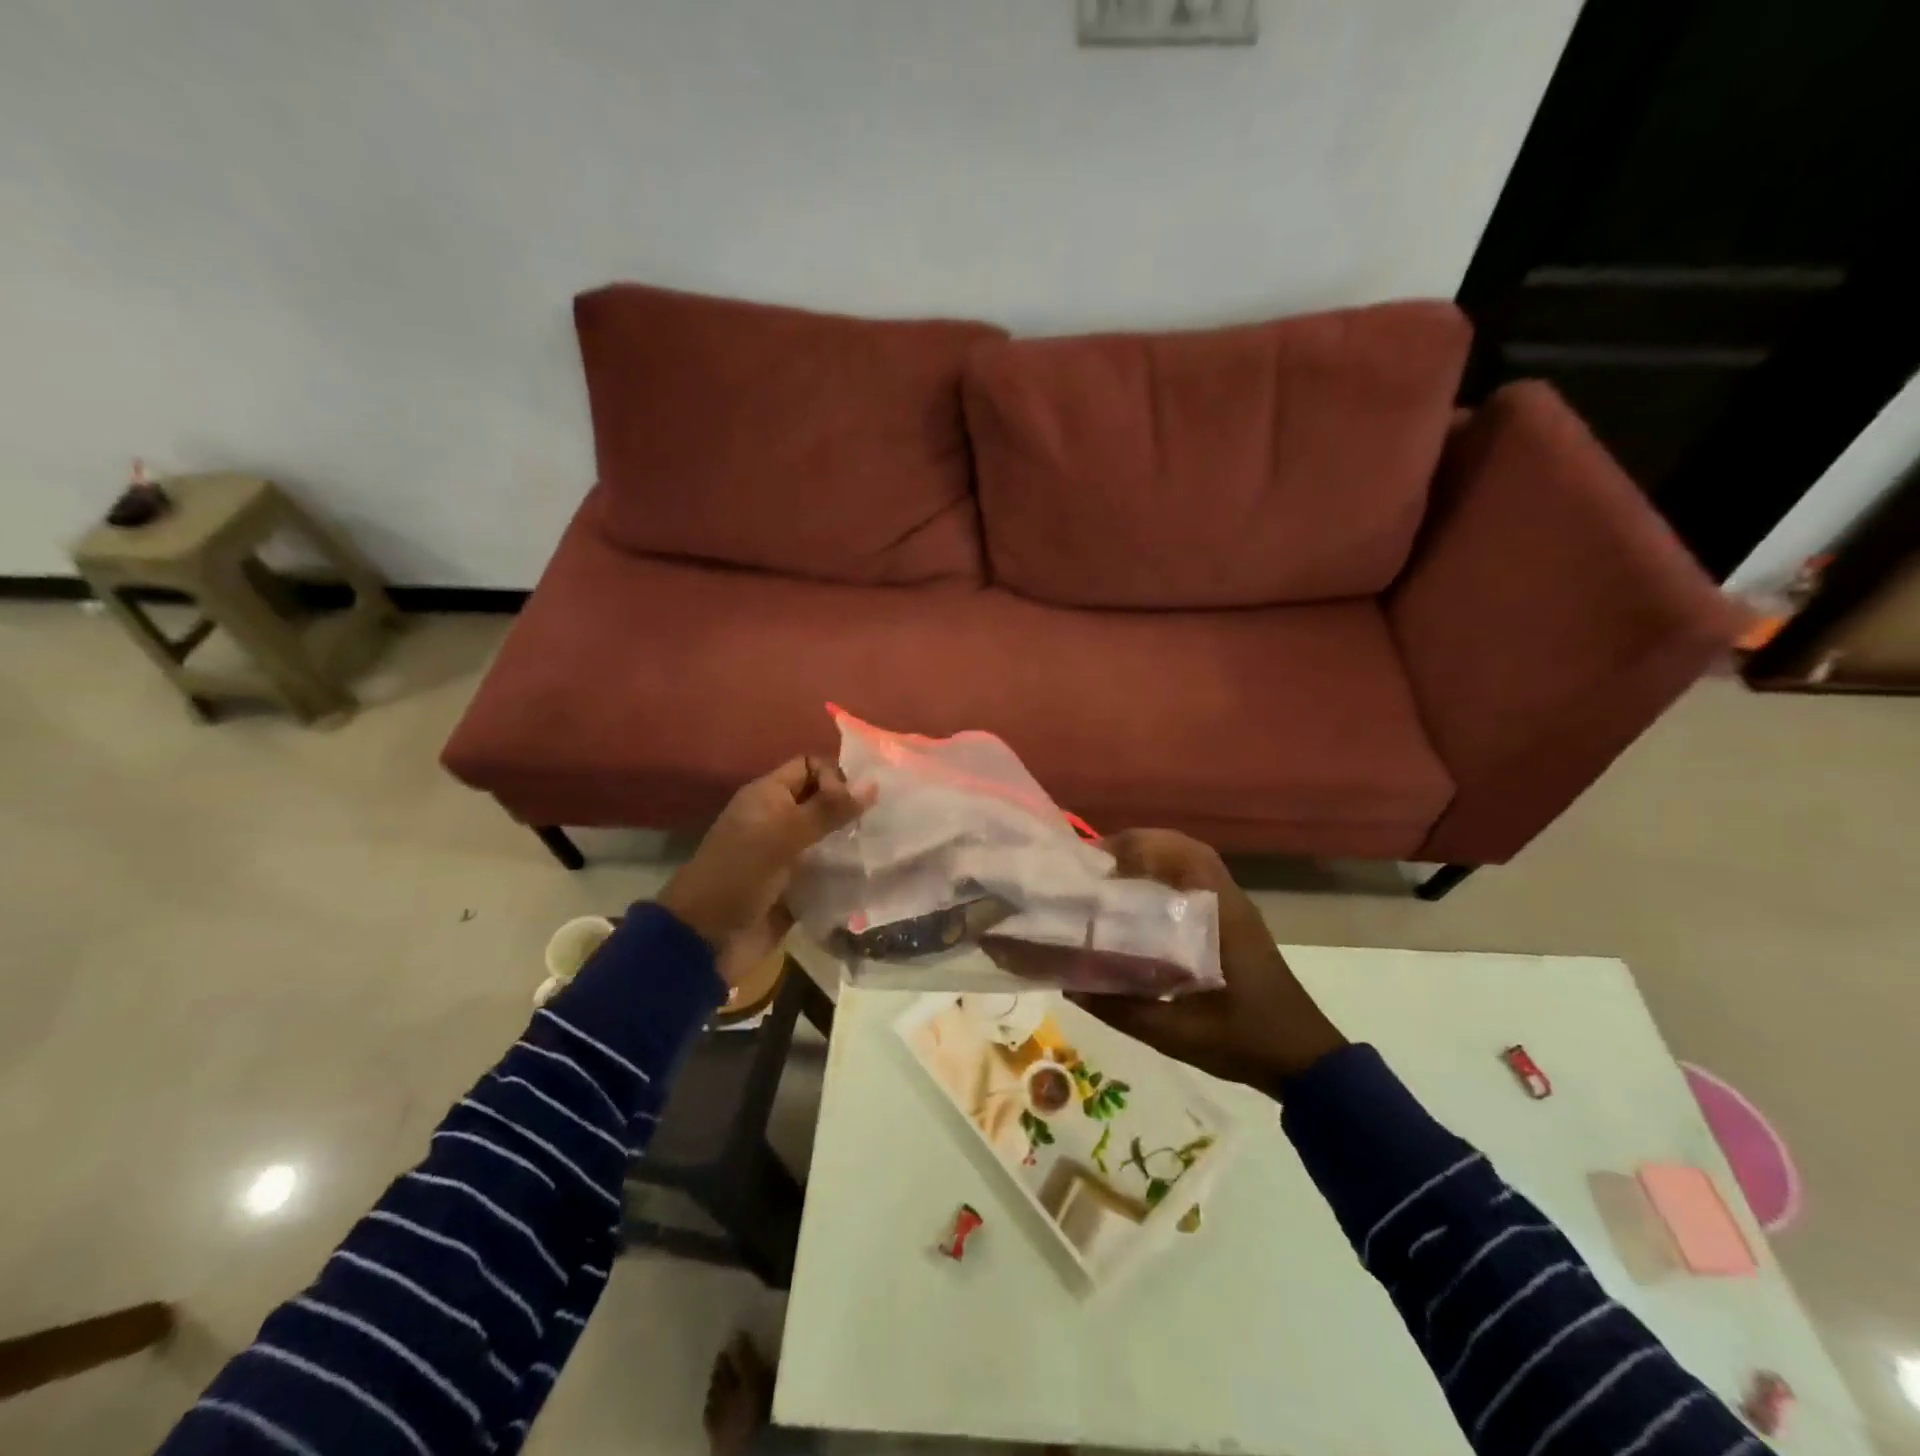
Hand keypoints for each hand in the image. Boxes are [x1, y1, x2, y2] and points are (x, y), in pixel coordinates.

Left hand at [659, 756, 873, 986]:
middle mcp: (779, 820)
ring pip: (830, 837)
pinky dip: (847, 873)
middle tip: (882, 822)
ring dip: (854, 842)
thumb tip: (874, 783)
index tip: (856, 801)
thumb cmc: (739, 876)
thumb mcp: (782, 835)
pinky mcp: (798, 888)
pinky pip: (829, 873)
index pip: (810, 766)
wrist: (706, 941)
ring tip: (882, 848)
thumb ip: (828, 810)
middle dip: (852, 809)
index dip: (835, 775)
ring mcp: (788, 856)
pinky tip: (871, 876)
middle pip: (823, 802)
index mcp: (768, 797)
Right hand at [1069, 830, 1346, 1091]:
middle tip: (1098, 863)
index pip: (1183, 856)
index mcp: (1221, 916)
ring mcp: (1236, 912)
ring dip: (1154, 859)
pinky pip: (1197, 884)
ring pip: (1192, 864)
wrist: (1302, 1059)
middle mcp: (1230, 902)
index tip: (1097, 859)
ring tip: (1112, 875)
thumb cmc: (1244, 1040)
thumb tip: (1070, 988)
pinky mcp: (1235, 926)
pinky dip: (1166, 878)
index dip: (1139, 846)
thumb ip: (1122, 1010)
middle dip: (1140, 845)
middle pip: (1185, 850)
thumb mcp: (1177, 1032)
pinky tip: (1140, 903)